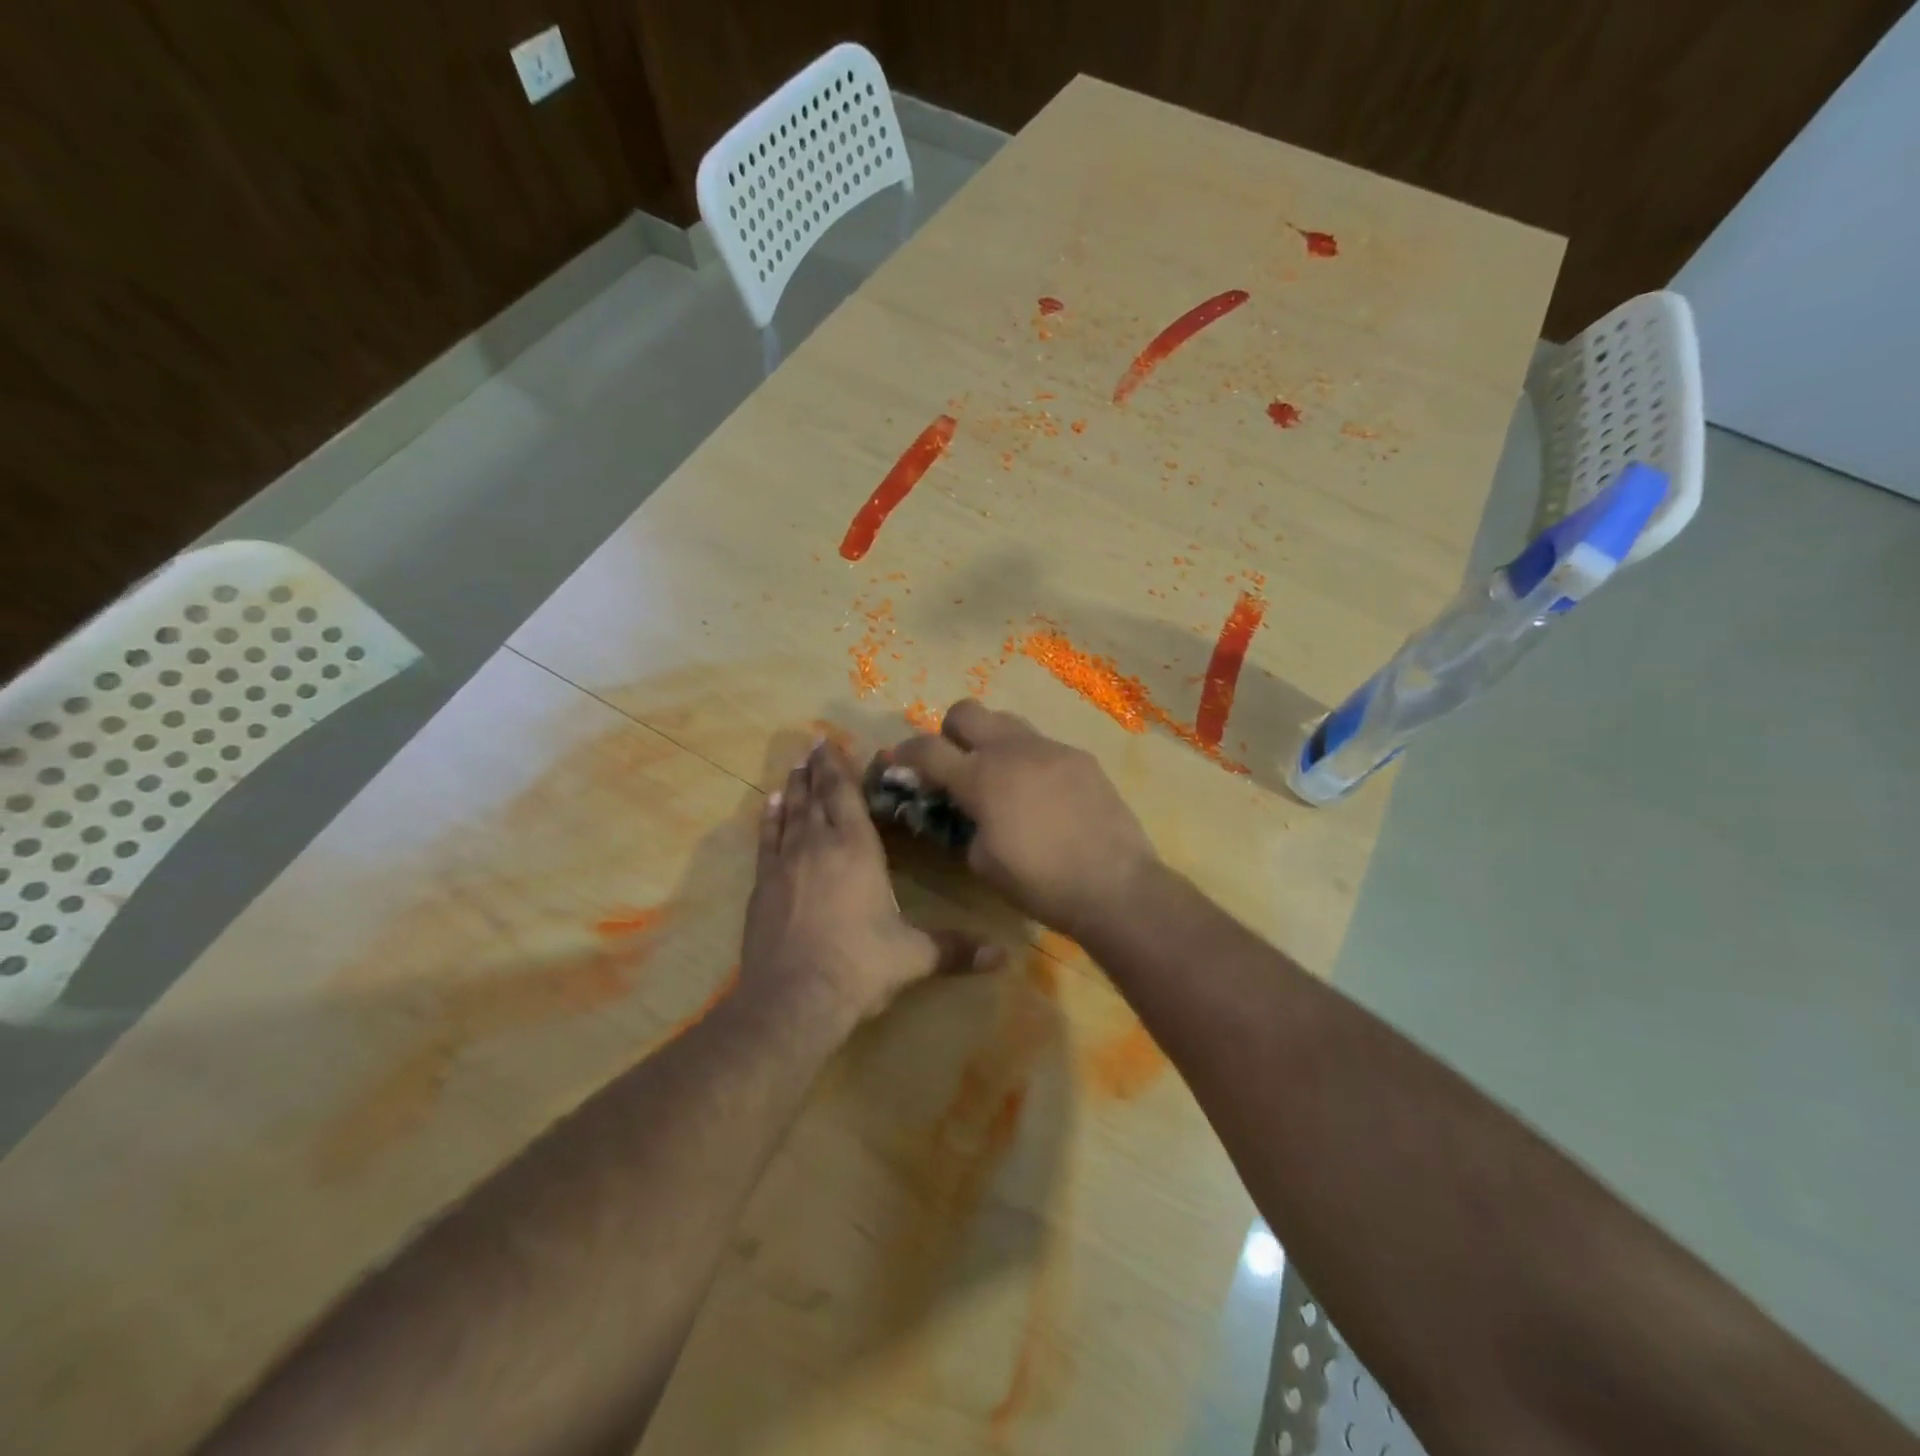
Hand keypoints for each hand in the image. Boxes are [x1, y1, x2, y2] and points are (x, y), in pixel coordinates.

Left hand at [742, 740, 998, 1030]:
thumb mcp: (913, 956)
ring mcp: (786, 864)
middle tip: (814, 745)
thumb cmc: (860, 967)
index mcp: (858, 851)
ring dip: (794, 788)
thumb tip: (1003, 955)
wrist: (794, 999)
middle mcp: (819, 846)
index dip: (840, 768)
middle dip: (818, 770)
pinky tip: (769, 805)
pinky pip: (766, 840)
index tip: (832, 742)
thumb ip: (955, 949)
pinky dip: (769, 819)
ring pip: (791, 813)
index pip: (848, 797)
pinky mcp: (763, 886)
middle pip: (818, 797)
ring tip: (794, 767)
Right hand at [879, 701, 1158, 939]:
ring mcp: (1050, 748)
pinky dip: (1029, 760)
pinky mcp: (1080, 756)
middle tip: (955, 764)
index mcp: (981, 778)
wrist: (1114, 885)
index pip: (927, 749)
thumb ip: (963, 825)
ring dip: (991, 741)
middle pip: (966, 710)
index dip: (904, 753)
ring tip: (1000, 777)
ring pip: (1007, 721)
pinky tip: (1042, 794)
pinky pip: (1042, 745)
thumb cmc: (1040, 883)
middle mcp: (1012, 750)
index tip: (897, 762)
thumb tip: (964, 810)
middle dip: (950, 732)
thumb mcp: (982, 862)